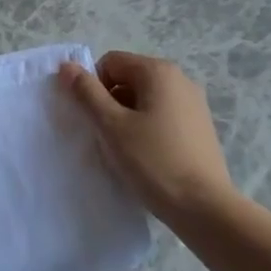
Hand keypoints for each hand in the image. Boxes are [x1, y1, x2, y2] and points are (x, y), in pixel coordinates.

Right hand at [59, 52, 236, 226]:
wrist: (204, 207)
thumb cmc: (153, 161)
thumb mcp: (112, 126)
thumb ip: (87, 93)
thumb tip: (67, 66)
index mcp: (159, 72)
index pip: (110, 63)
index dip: (93, 87)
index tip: (93, 119)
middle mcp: (180, 79)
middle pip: (129, 78)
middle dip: (110, 103)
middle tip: (106, 136)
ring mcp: (193, 103)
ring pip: (144, 99)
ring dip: (127, 118)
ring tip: (125, 150)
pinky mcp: (199, 127)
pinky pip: (162, 116)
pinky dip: (147, 129)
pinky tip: (146, 157)